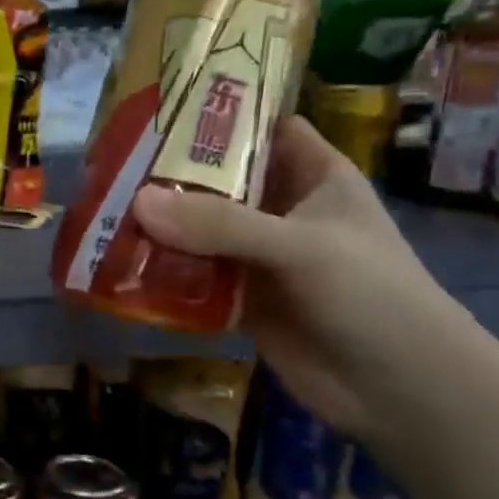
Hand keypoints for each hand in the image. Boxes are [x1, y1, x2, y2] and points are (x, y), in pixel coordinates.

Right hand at [132, 116, 465, 444]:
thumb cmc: (369, 295)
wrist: (396, 388)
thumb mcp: (299, 246)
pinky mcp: (241, 300)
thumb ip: (221, 224)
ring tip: (103, 213)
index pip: (263, 129)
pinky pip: (194, 278)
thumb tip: (138, 202)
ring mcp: (259, 258)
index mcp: (314, 176)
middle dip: (169, 175)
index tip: (158, 109)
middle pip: (219, 181)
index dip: (218, 115)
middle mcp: (283, 211)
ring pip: (200, 232)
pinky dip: (162, 274)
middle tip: (111, 165)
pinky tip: (120, 267)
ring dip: (159, 228)